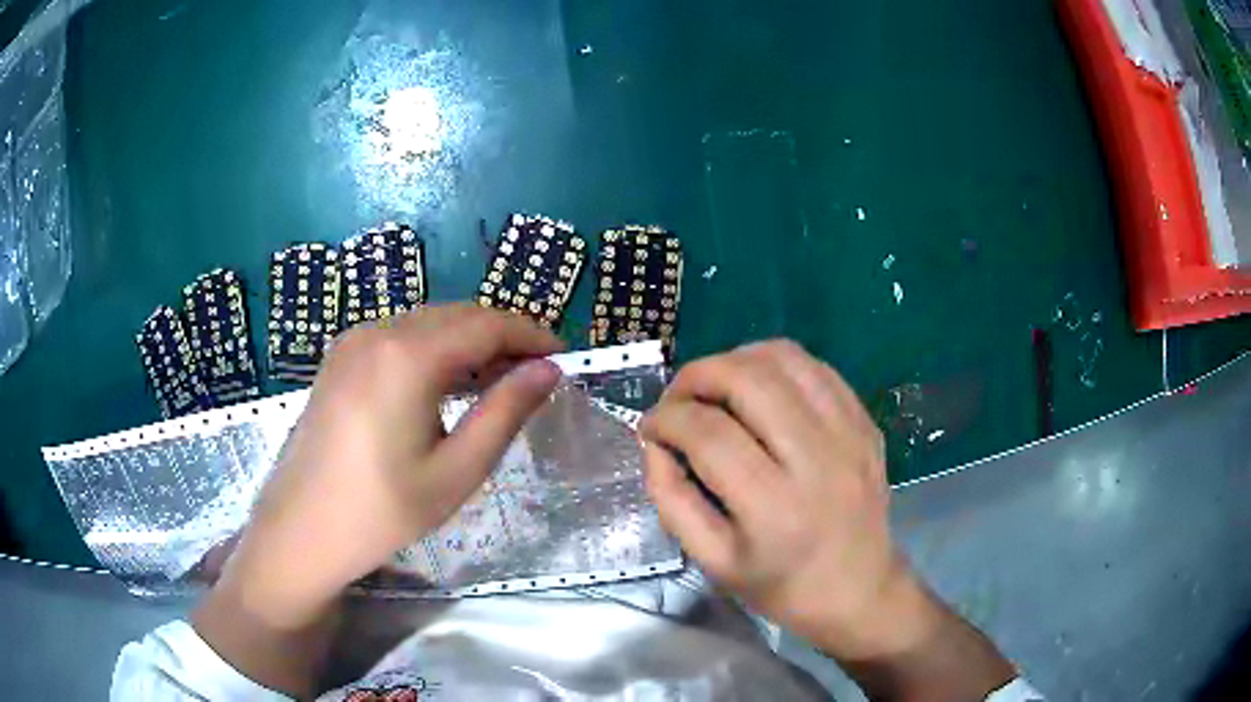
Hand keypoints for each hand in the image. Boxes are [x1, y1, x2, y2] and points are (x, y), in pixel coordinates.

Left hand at [194, 305, 561, 693]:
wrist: (301, 531)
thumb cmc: (382, 512)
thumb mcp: (456, 472)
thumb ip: (505, 413)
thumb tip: (549, 371)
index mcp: (407, 355)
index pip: (486, 323)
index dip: (530, 334)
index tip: (563, 357)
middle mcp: (378, 331)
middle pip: (457, 316)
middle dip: (502, 337)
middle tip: (536, 376)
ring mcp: (352, 342)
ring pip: (428, 323)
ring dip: (469, 343)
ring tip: (498, 383)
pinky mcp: (339, 359)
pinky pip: (400, 338)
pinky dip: (434, 351)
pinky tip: (446, 385)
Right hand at [640, 341, 1013, 698]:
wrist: (859, 588)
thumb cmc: (781, 585)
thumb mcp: (713, 560)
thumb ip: (672, 498)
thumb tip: (655, 443)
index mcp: (773, 507)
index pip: (708, 434)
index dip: (667, 419)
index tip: (650, 428)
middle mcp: (817, 459)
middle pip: (747, 379)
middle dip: (696, 376)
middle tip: (677, 399)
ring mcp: (849, 433)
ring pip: (784, 358)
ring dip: (735, 360)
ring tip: (715, 388)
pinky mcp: (864, 421)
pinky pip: (816, 367)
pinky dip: (776, 365)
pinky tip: (759, 389)